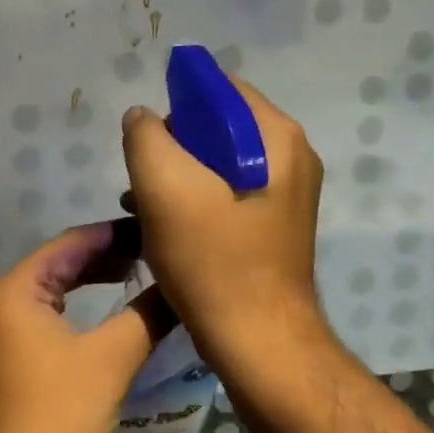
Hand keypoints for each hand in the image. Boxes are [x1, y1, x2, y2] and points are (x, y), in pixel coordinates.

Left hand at [0, 222, 175, 432]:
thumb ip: (147, 314)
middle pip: (60, 264)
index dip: (117, 234)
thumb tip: (183, 284)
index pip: (72, 242)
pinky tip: (110, 318)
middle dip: (108, 257)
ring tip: (140, 276)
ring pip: (54, 293)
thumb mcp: (111, 360)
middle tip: (157, 254)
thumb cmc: (57, 420)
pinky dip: (80, 312)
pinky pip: (48, 319)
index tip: (160, 230)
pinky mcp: (7, 361)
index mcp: (14, 289)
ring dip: (95, 284)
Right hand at [120, 78, 326, 374]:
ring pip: (217, 162)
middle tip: (143, 178)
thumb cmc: (214, 261)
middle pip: (218, 126)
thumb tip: (142, 116)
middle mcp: (290, 157)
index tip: (148, 138)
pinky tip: (162, 226)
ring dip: (176, 175)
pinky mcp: (271, 225)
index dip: (177, 102)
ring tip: (142, 203)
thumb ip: (147, 137)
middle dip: (173, 144)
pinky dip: (192, 200)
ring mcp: (285, 194)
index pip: (221, 88)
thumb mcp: (166, 189)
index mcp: (277, 138)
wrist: (259, 344)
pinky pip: (224, 193)